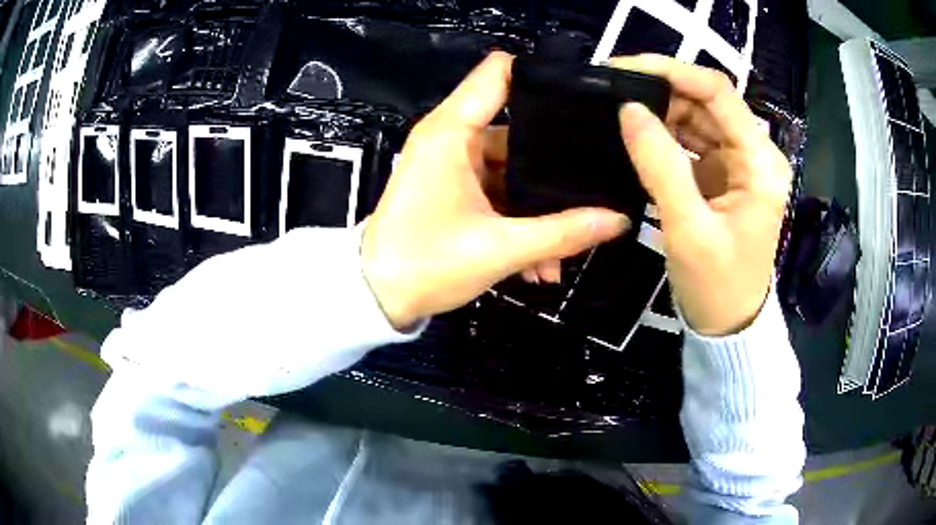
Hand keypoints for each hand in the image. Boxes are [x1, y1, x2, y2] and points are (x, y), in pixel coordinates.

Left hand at [362, 52, 629, 329]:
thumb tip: (619, 219)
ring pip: (513, 171)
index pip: (501, 73)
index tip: (589, 100)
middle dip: (556, 167)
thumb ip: (564, 233)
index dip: (543, 78)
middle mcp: (453, 137)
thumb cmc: (427, 264)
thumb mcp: (501, 249)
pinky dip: (519, 219)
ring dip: (539, 208)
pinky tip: (540, 261)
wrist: (377, 297)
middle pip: (519, 129)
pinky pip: (498, 192)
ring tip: (569, 246)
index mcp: (453, 131)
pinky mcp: (454, 188)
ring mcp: (454, 164)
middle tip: (599, 186)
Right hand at [612, 55, 791, 335]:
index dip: (672, 71)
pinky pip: (691, 142)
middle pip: (706, 101)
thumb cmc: (717, 285)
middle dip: (660, 91)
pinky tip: (636, 136)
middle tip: (610, 91)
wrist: (728, 325)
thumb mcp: (688, 228)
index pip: (718, 92)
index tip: (623, 69)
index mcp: (759, 162)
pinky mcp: (722, 177)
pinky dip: (664, 135)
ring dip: (659, 112)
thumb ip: (660, 164)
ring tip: (616, 112)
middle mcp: (753, 153)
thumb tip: (628, 110)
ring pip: (696, 118)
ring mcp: (737, 164)